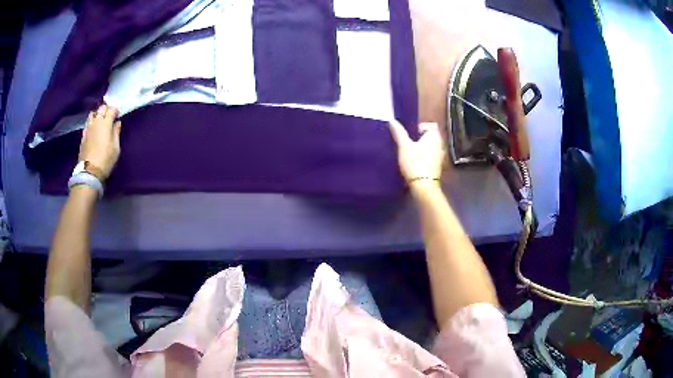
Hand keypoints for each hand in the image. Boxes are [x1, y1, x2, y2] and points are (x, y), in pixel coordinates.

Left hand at [79, 104, 121, 179]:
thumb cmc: (106, 160)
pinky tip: (93, 129)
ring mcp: (88, 128)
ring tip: (100, 121)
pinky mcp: (83, 135)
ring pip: (92, 114)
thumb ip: (116, 133)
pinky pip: (87, 123)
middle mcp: (96, 122)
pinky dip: (91, 123)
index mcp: (106, 123)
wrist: (90, 172)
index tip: (118, 116)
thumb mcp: (116, 148)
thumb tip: (117, 123)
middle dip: (106, 110)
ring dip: (97, 115)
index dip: (115, 111)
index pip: (111, 109)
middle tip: (109, 116)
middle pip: (101, 108)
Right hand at [388, 120, 445, 189]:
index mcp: (434, 136)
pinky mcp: (438, 167)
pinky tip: (415, 163)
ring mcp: (441, 156)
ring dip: (422, 148)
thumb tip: (392, 120)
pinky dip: (425, 157)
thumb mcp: (404, 146)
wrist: (424, 187)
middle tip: (408, 143)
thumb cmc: (415, 163)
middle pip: (430, 136)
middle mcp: (440, 144)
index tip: (410, 134)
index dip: (420, 127)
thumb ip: (399, 133)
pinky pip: (431, 156)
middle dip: (420, 138)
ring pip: (431, 147)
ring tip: (410, 153)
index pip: (430, 125)